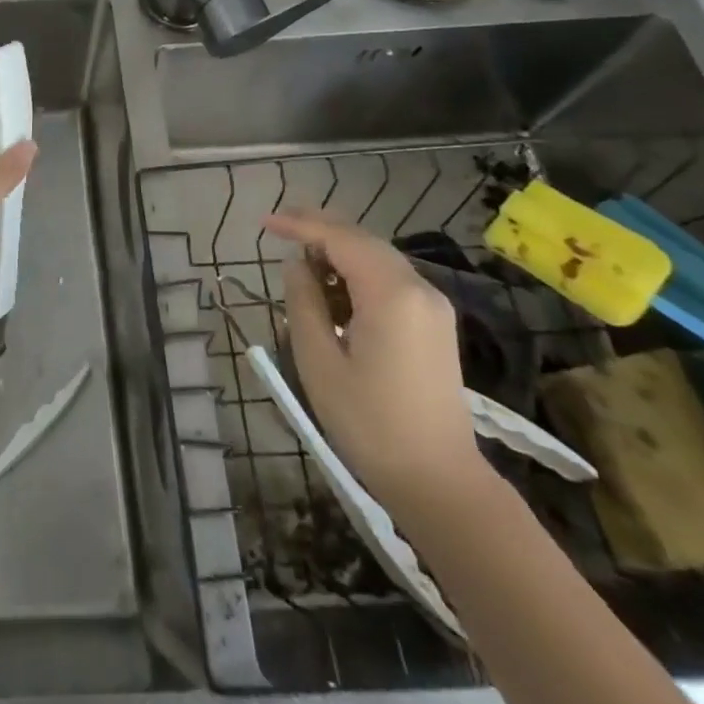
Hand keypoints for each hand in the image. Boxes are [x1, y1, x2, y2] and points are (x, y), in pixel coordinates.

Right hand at [265, 210, 488, 518]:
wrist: (438, 480)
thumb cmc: (369, 422)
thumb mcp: (319, 360)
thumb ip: (304, 302)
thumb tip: (297, 265)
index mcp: (391, 294)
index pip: (340, 239)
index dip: (300, 225)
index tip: (264, 222)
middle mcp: (419, 289)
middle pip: (363, 241)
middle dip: (320, 229)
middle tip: (279, 227)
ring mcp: (433, 307)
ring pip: (378, 259)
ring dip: (339, 252)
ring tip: (299, 262)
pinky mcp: (435, 325)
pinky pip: (391, 281)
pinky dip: (358, 274)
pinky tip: (333, 292)